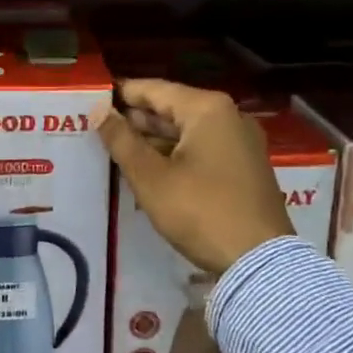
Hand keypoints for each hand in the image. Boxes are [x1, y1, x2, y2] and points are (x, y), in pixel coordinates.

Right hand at [91, 80, 291, 274]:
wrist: (261, 263)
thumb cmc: (201, 212)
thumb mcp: (151, 177)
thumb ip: (122, 140)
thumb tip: (99, 111)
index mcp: (207, 108)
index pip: (154, 89)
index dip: (120, 95)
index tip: (91, 101)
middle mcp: (229, 116)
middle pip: (172, 108)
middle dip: (136, 119)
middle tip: (99, 129)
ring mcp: (241, 141)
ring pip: (187, 130)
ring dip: (154, 140)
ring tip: (118, 149)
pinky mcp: (245, 166)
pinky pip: (203, 148)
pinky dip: (176, 153)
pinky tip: (150, 168)